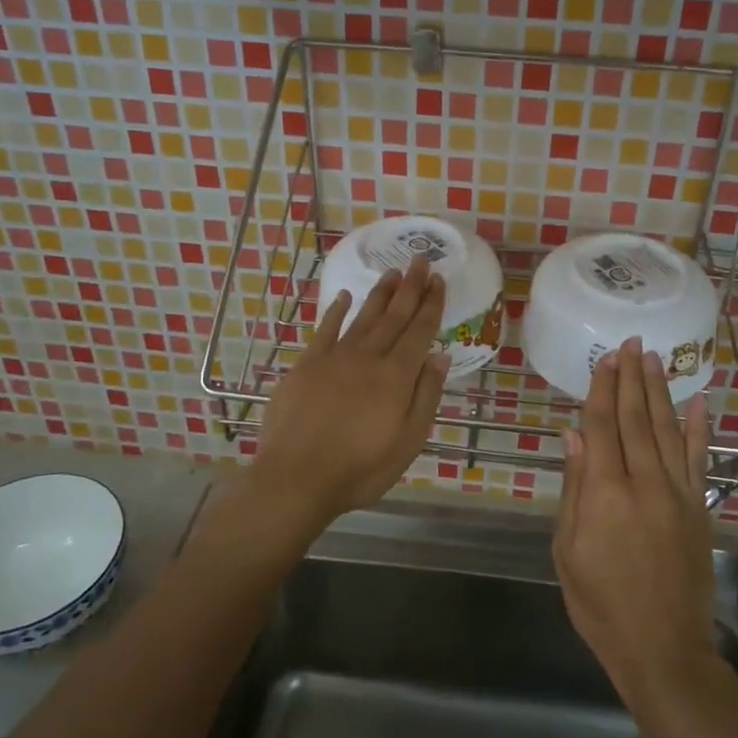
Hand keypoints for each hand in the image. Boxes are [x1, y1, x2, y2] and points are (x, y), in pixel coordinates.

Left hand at [249, 254, 449, 540]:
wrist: (297, 477)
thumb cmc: (360, 468)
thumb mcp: (408, 440)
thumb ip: (426, 395)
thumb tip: (440, 355)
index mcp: (396, 375)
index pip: (420, 331)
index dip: (431, 303)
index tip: (438, 279)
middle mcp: (368, 357)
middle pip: (394, 316)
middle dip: (409, 287)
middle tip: (420, 259)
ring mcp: (334, 358)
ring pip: (363, 317)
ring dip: (380, 294)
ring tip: (392, 272)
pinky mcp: (306, 365)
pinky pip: (325, 330)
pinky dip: (335, 312)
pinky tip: (343, 297)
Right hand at [553, 337, 716, 707]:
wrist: (662, 648)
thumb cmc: (601, 603)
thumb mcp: (568, 550)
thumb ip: (574, 489)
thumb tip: (574, 436)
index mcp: (605, 493)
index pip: (602, 427)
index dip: (602, 389)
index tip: (605, 358)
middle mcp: (645, 483)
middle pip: (635, 419)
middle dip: (631, 379)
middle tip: (631, 344)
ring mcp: (678, 494)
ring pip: (667, 429)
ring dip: (660, 391)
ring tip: (656, 359)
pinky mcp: (699, 508)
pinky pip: (699, 459)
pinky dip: (699, 428)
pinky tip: (698, 401)